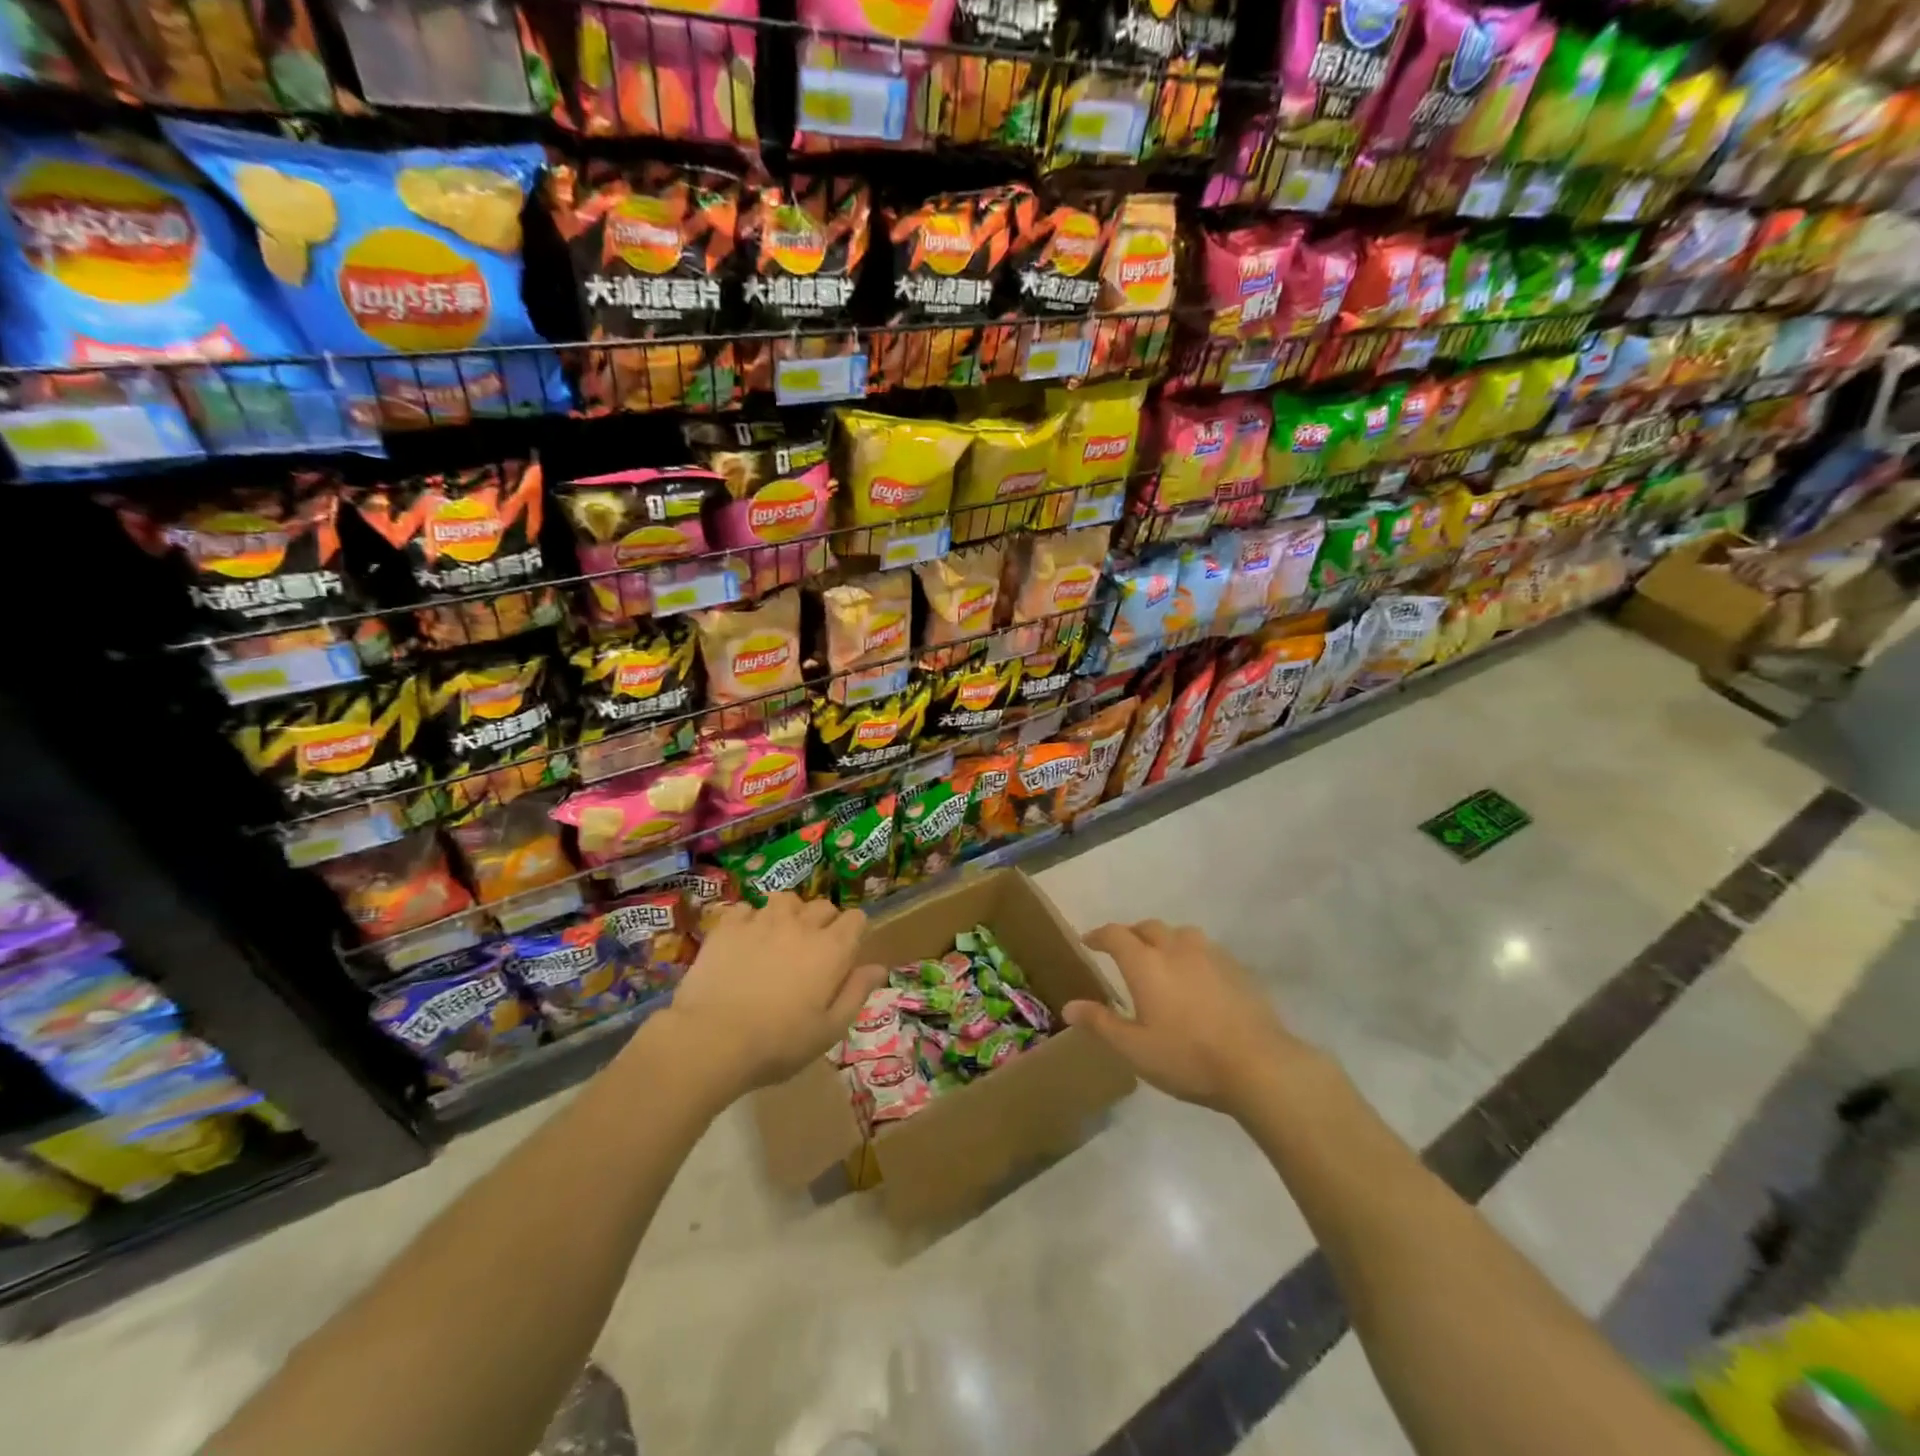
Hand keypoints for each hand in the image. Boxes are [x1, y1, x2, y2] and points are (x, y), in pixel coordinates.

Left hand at [660, 893, 884, 1099]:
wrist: (712, 1039)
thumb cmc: (778, 1043)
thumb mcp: (829, 1030)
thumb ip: (856, 993)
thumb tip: (878, 967)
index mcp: (832, 949)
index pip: (856, 918)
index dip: (854, 932)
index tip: (846, 954)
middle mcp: (801, 925)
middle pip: (823, 906)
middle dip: (824, 923)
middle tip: (812, 952)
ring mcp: (763, 920)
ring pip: (786, 900)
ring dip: (789, 914)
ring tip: (779, 937)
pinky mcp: (729, 926)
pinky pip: (746, 909)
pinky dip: (749, 920)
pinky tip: (744, 941)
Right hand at [1066, 921, 1315, 1115]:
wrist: (1258, 1065)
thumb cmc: (1187, 1057)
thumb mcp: (1135, 1049)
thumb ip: (1101, 1023)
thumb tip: (1069, 1006)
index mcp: (1145, 963)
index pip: (1115, 935)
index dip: (1098, 935)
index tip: (1088, 941)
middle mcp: (1175, 948)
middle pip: (1148, 928)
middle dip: (1131, 934)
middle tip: (1123, 951)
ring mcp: (1210, 955)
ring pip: (1180, 934)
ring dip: (1164, 940)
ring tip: (1161, 959)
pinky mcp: (1237, 968)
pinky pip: (1205, 949)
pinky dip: (1190, 955)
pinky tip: (1195, 977)